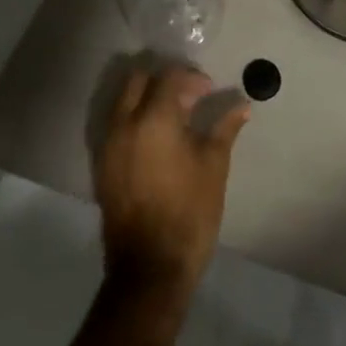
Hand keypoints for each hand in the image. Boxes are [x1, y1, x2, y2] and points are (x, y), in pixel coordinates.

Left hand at [94, 64, 249, 295]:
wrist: (151, 268)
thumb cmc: (190, 210)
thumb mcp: (214, 163)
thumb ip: (225, 127)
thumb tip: (243, 105)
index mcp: (154, 119)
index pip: (170, 77)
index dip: (192, 78)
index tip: (210, 92)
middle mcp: (124, 126)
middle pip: (138, 80)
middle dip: (164, 80)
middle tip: (189, 97)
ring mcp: (108, 147)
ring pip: (122, 102)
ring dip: (146, 99)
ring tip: (175, 118)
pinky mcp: (102, 168)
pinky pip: (115, 127)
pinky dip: (134, 121)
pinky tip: (158, 140)